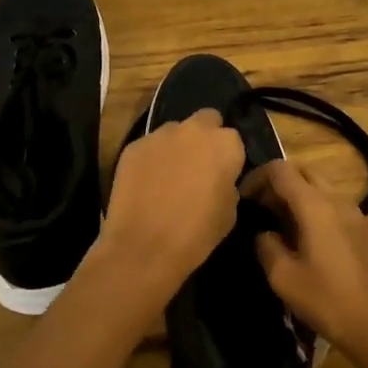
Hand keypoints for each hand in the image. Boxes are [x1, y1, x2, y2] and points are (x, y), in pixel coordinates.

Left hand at [97, 108, 246, 298]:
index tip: (222, 175)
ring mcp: (161, 134)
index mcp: (225, 144)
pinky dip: (151, 158)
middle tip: (198, 165)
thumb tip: (219, 179)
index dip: (228, 157)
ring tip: (169, 175)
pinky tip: (146, 182)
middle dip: (205, 137)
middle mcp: (194, 130)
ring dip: (177, 146)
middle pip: (206, 120)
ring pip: (175, 131)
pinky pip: (149, 146)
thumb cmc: (196, 234)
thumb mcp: (230, 212)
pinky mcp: (134, 145)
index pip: (233, 139)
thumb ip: (228, 183)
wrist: (144, 247)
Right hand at [242, 161, 367, 355]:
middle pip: (304, 172)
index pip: (281, 170)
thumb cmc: (326, 301)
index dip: (258, 177)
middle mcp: (339, 200)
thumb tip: (265, 233)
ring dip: (299, 196)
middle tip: (262, 209)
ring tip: (282, 226)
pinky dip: (318, 209)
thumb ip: (266, 245)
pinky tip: (310, 240)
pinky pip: (337, 206)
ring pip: (322, 188)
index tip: (244, 198)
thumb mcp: (282, 277)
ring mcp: (358, 213)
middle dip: (279, 183)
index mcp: (316, 206)